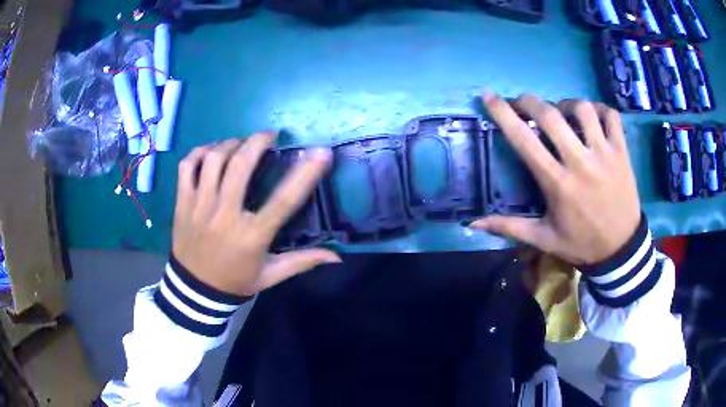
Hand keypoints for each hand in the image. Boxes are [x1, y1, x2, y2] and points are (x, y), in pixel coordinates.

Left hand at [172, 133, 340, 296]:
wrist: (194, 291)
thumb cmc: (235, 281)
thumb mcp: (271, 276)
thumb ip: (302, 262)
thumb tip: (336, 256)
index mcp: (251, 236)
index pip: (283, 200)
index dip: (305, 174)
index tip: (321, 152)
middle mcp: (224, 216)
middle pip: (240, 166)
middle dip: (257, 142)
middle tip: (268, 136)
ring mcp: (199, 207)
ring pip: (212, 160)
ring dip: (230, 144)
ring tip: (240, 143)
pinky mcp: (182, 204)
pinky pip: (187, 167)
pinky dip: (199, 152)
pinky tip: (211, 152)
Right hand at [470, 93, 640, 264]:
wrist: (621, 250)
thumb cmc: (581, 243)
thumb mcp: (544, 239)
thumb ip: (510, 227)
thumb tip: (473, 224)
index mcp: (557, 183)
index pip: (525, 140)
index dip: (503, 114)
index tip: (489, 96)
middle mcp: (580, 162)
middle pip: (550, 115)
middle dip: (530, 101)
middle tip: (523, 102)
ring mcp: (604, 154)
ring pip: (582, 109)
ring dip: (565, 104)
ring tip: (561, 111)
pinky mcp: (622, 152)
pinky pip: (611, 116)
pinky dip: (599, 108)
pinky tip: (592, 115)